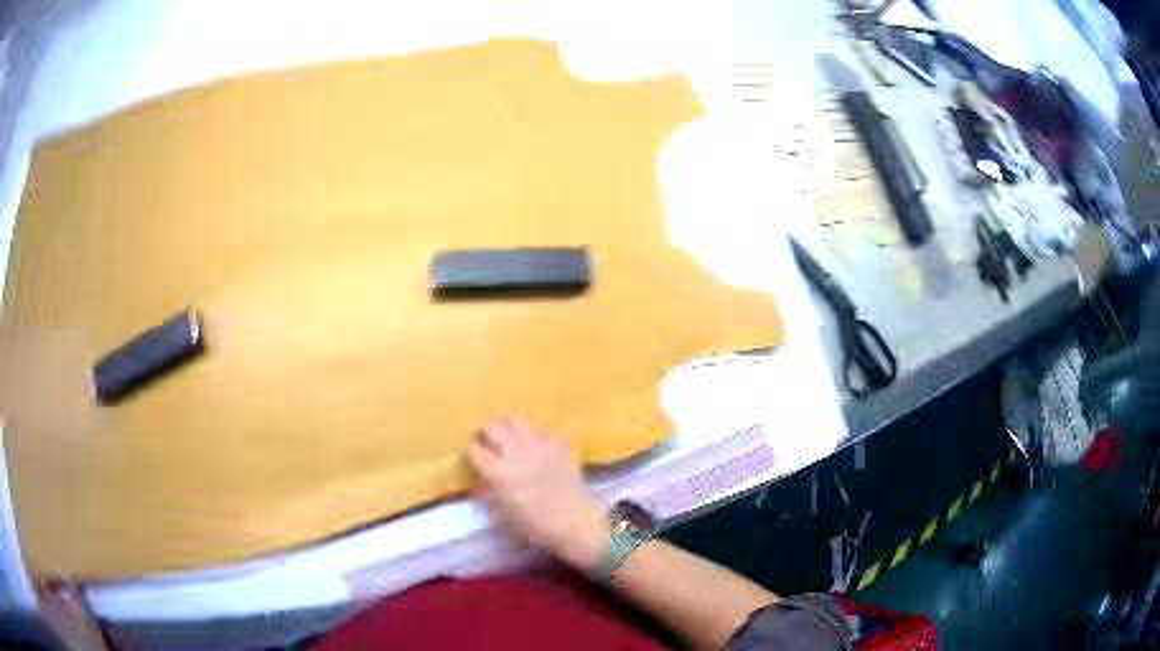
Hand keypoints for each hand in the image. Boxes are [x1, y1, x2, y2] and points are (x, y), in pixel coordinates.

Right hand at [466, 416, 609, 571]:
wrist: (574, 523)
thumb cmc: (534, 526)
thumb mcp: (501, 512)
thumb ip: (488, 487)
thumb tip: (482, 473)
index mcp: (498, 474)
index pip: (474, 451)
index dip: (472, 453)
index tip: (474, 457)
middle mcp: (516, 454)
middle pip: (492, 429)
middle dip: (486, 433)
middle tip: (488, 441)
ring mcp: (539, 446)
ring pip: (516, 420)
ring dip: (508, 425)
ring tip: (509, 434)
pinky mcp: (558, 444)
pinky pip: (541, 429)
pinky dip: (534, 434)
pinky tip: (535, 444)